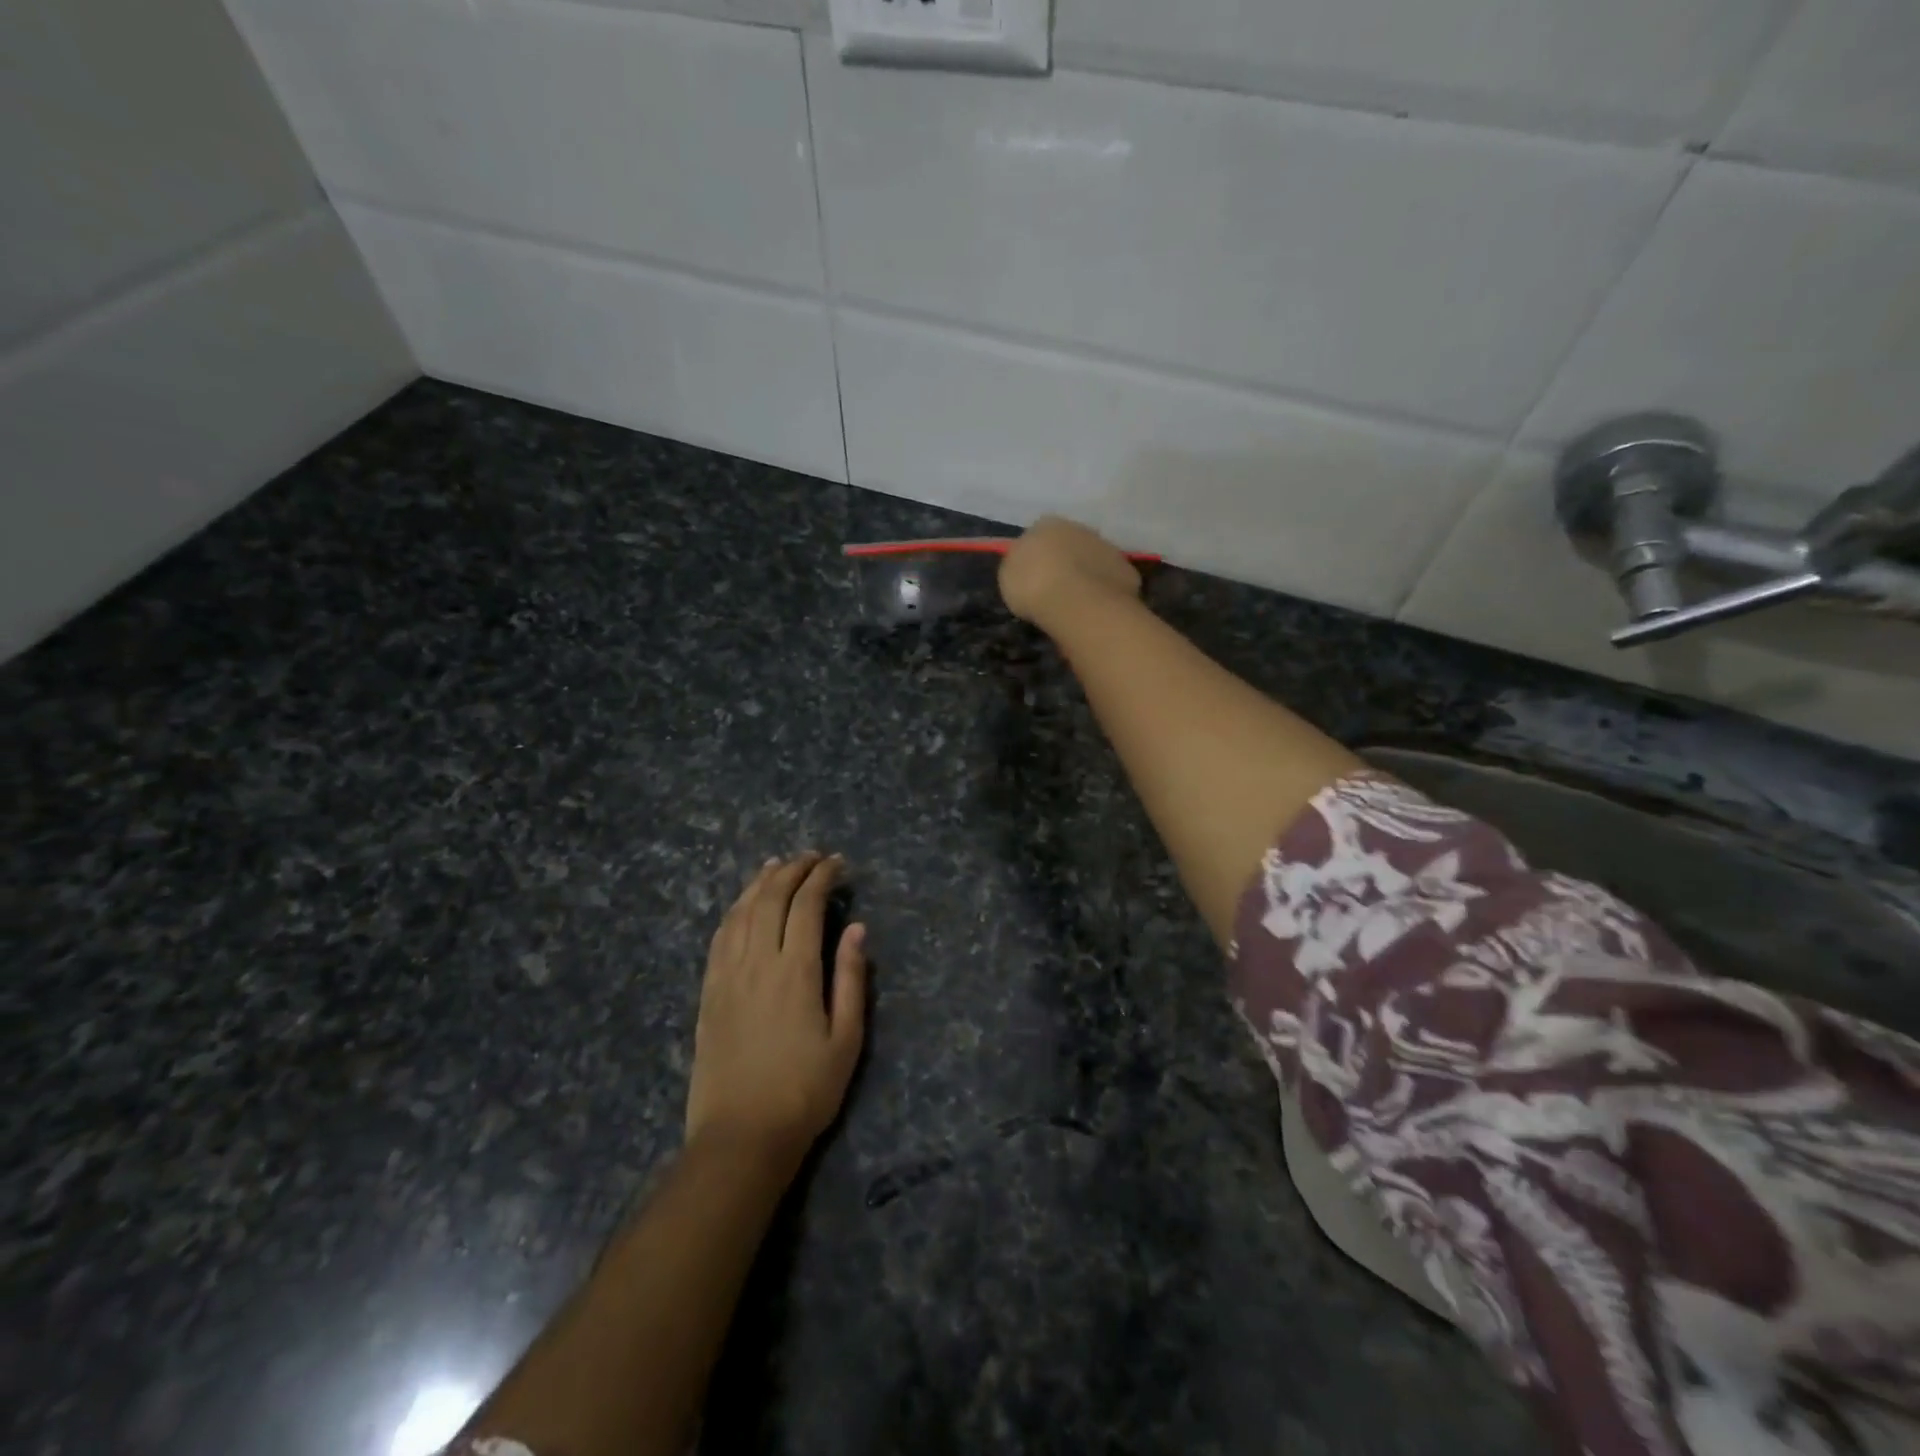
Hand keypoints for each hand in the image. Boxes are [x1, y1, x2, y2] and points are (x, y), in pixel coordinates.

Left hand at [685, 853, 867, 1167]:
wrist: (741, 1137)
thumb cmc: (805, 1091)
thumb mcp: (846, 1039)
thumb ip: (851, 978)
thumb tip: (856, 928)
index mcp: (796, 971)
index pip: (807, 905)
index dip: (822, 877)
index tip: (838, 863)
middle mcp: (757, 962)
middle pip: (771, 898)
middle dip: (793, 869)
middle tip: (812, 857)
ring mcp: (727, 975)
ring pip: (741, 911)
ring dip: (761, 882)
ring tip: (777, 865)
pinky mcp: (708, 992)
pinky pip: (719, 937)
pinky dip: (734, 910)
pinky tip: (743, 904)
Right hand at [999, 516, 1142, 625]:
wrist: (1077, 602)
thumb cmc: (1033, 585)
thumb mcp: (1009, 575)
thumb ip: (1020, 565)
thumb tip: (1028, 565)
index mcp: (1046, 524)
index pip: (1039, 533)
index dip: (1036, 555)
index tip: (1033, 575)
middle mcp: (1079, 528)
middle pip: (1069, 543)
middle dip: (1064, 561)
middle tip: (1056, 587)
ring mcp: (1106, 547)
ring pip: (1093, 559)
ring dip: (1086, 574)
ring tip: (1077, 601)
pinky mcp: (1126, 569)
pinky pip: (1111, 579)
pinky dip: (1105, 590)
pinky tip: (1096, 608)